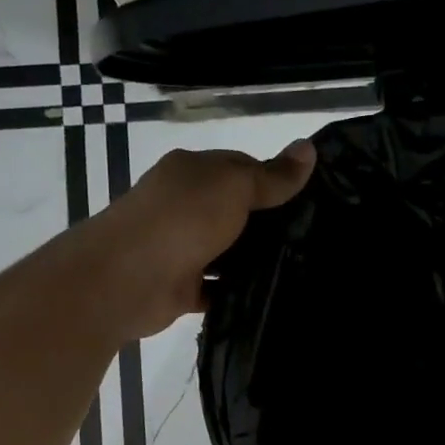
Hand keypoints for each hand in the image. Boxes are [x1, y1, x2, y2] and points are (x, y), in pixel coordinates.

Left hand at [87, 140, 315, 339]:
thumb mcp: (234, 187)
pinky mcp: (183, 286)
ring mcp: (183, 247)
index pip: (241, 168)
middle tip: (317, 237)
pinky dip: (239, 292)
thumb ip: (272, 176)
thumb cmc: (182, 219)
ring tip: (305, 269)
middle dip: (270, 224)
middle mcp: (185, 205)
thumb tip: (309, 148)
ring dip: (256, 260)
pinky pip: (219, 288)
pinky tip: (274, 296)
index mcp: (193, 172)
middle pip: (237, 212)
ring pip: (229, 251)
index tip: (312, 199)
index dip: (275, 179)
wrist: (127, 278)